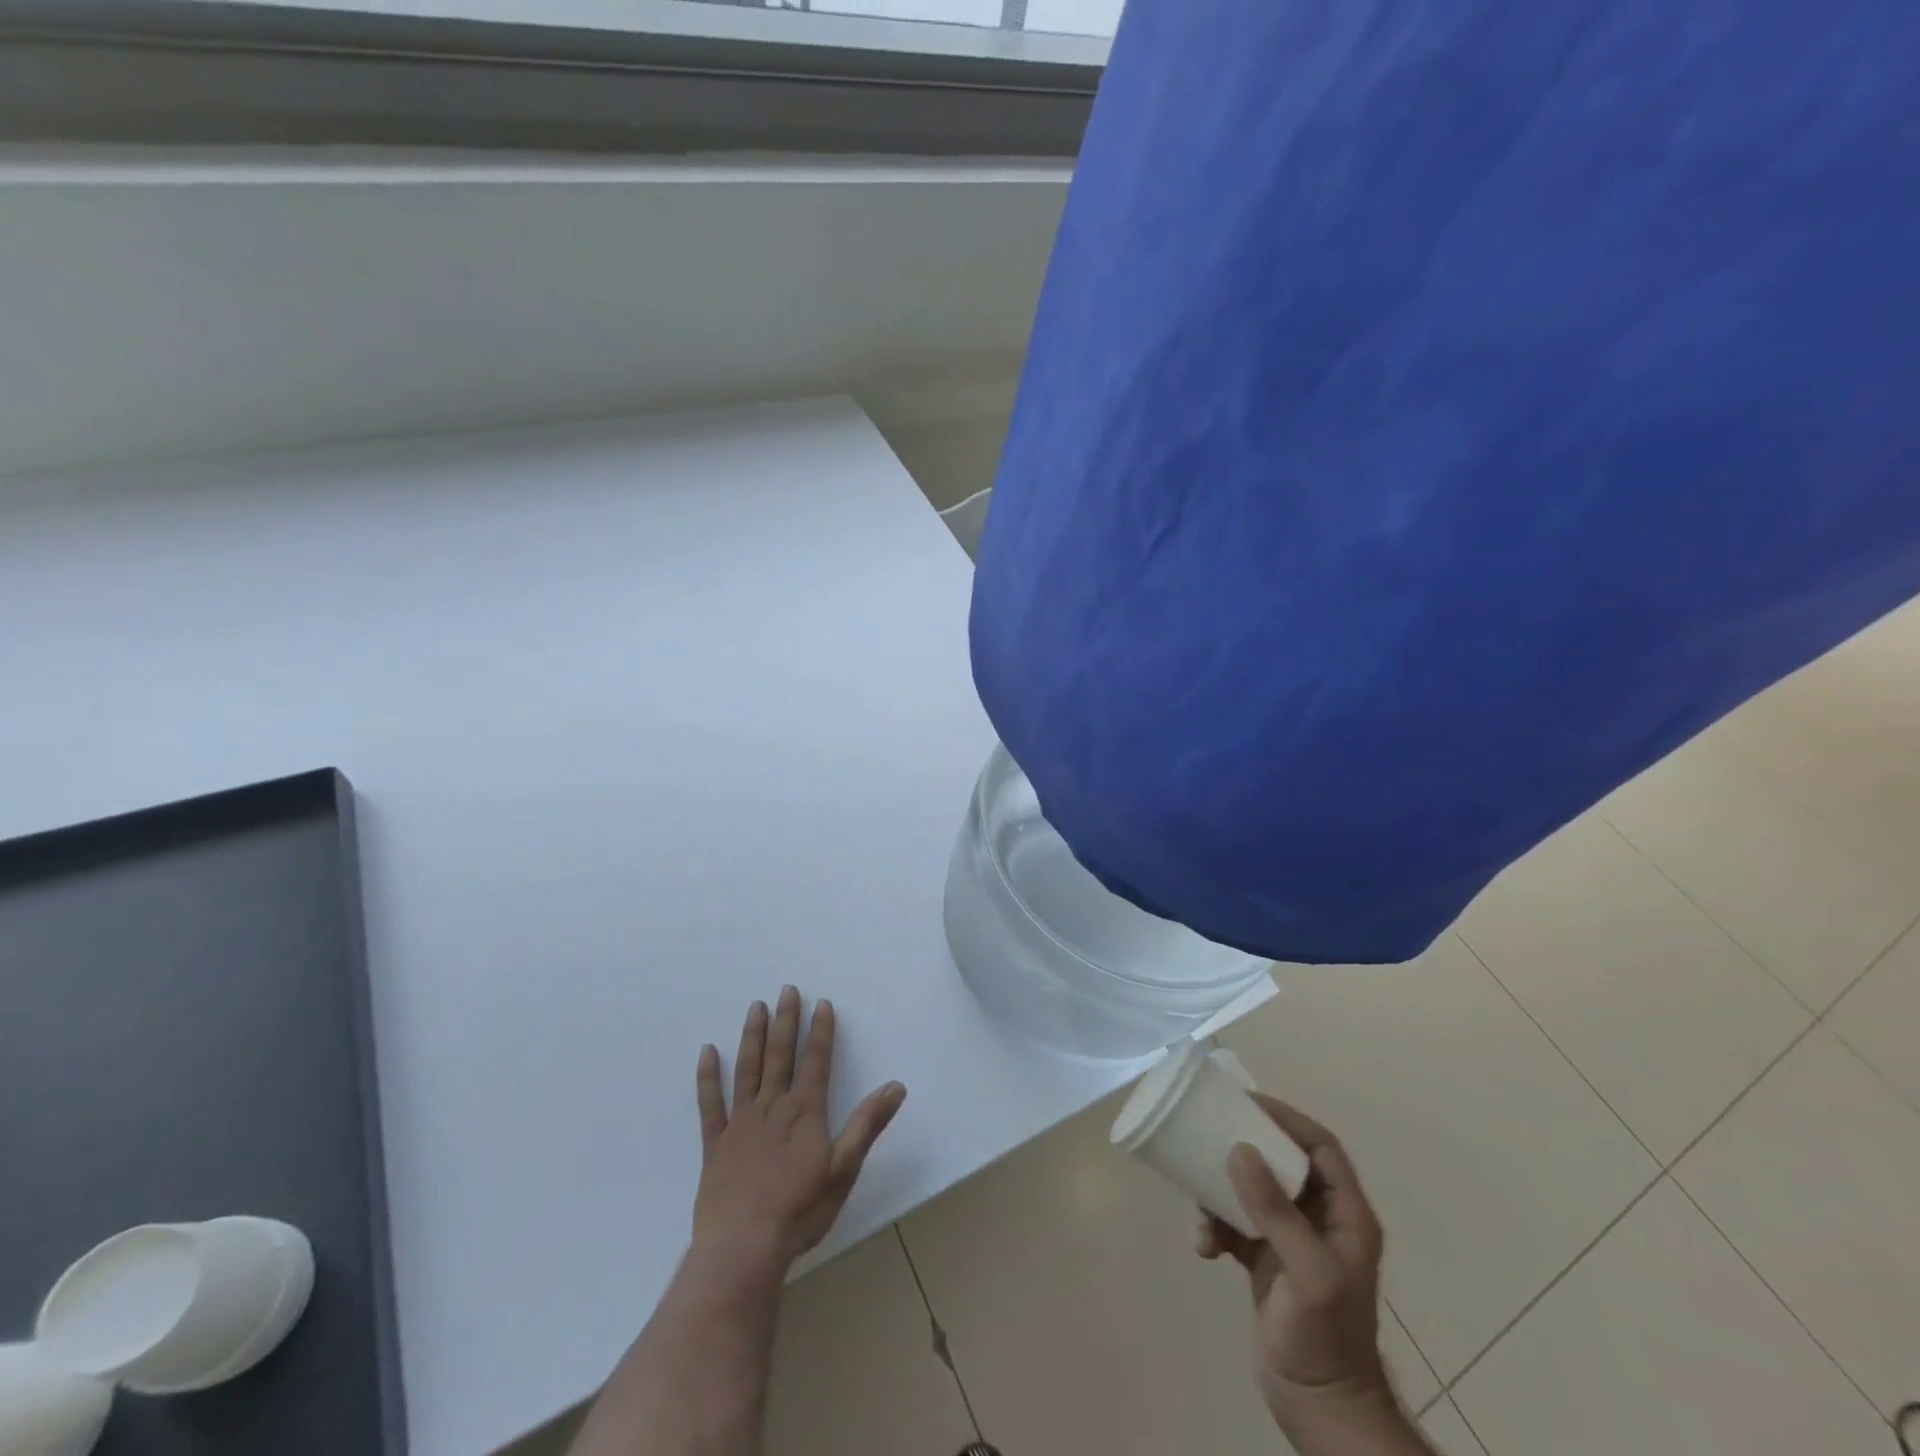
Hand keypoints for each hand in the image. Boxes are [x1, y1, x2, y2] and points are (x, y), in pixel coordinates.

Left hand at [693, 986, 906, 1267]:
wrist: (743, 1246)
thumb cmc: (800, 1210)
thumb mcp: (844, 1169)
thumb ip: (867, 1124)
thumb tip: (896, 1086)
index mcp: (804, 1112)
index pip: (816, 1061)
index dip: (821, 1031)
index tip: (822, 1003)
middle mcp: (773, 1107)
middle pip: (780, 1056)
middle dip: (786, 1021)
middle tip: (787, 990)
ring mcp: (741, 1123)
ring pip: (747, 1069)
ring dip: (752, 1036)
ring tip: (756, 1007)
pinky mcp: (715, 1144)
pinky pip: (710, 1104)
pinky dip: (708, 1077)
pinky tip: (707, 1052)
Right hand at [1197, 1094, 1395, 1436]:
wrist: (1319, 1409)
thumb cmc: (1324, 1336)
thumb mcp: (1307, 1271)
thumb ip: (1274, 1210)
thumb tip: (1238, 1149)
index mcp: (1344, 1215)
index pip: (1320, 1148)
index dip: (1288, 1119)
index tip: (1247, 1102)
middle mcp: (1319, 1220)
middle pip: (1282, 1162)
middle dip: (1247, 1146)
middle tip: (1212, 1131)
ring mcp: (1291, 1241)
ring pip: (1254, 1190)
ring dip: (1223, 1190)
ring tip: (1201, 1200)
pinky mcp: (1265, 1261)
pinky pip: (1235, 1224)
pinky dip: (1216, 1227)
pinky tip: (1204, 1246)